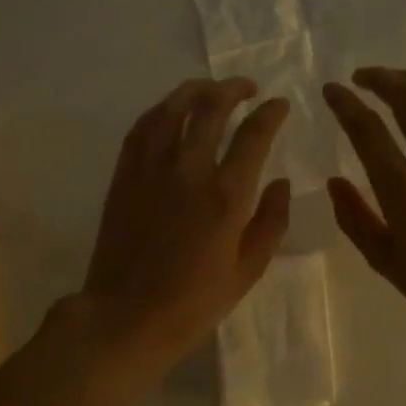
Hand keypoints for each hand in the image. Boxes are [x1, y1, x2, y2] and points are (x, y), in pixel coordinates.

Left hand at [81, 78, 290, 377]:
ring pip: (174, 108)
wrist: (126, 316)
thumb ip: (271, 222)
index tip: (280, 105)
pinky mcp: (124, 175)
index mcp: (226, 196)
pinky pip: (142, 127)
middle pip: (212, 107)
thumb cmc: (193, 302)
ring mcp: (151, 168)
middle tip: (248, 89)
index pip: (254, 134)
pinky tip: (171, 110)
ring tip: (211, 89)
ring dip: (196, 90)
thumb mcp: (247, 271)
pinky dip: (162, 110)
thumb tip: (281, 182)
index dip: (271, 113)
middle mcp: (189, 169)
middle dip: (234, 89)